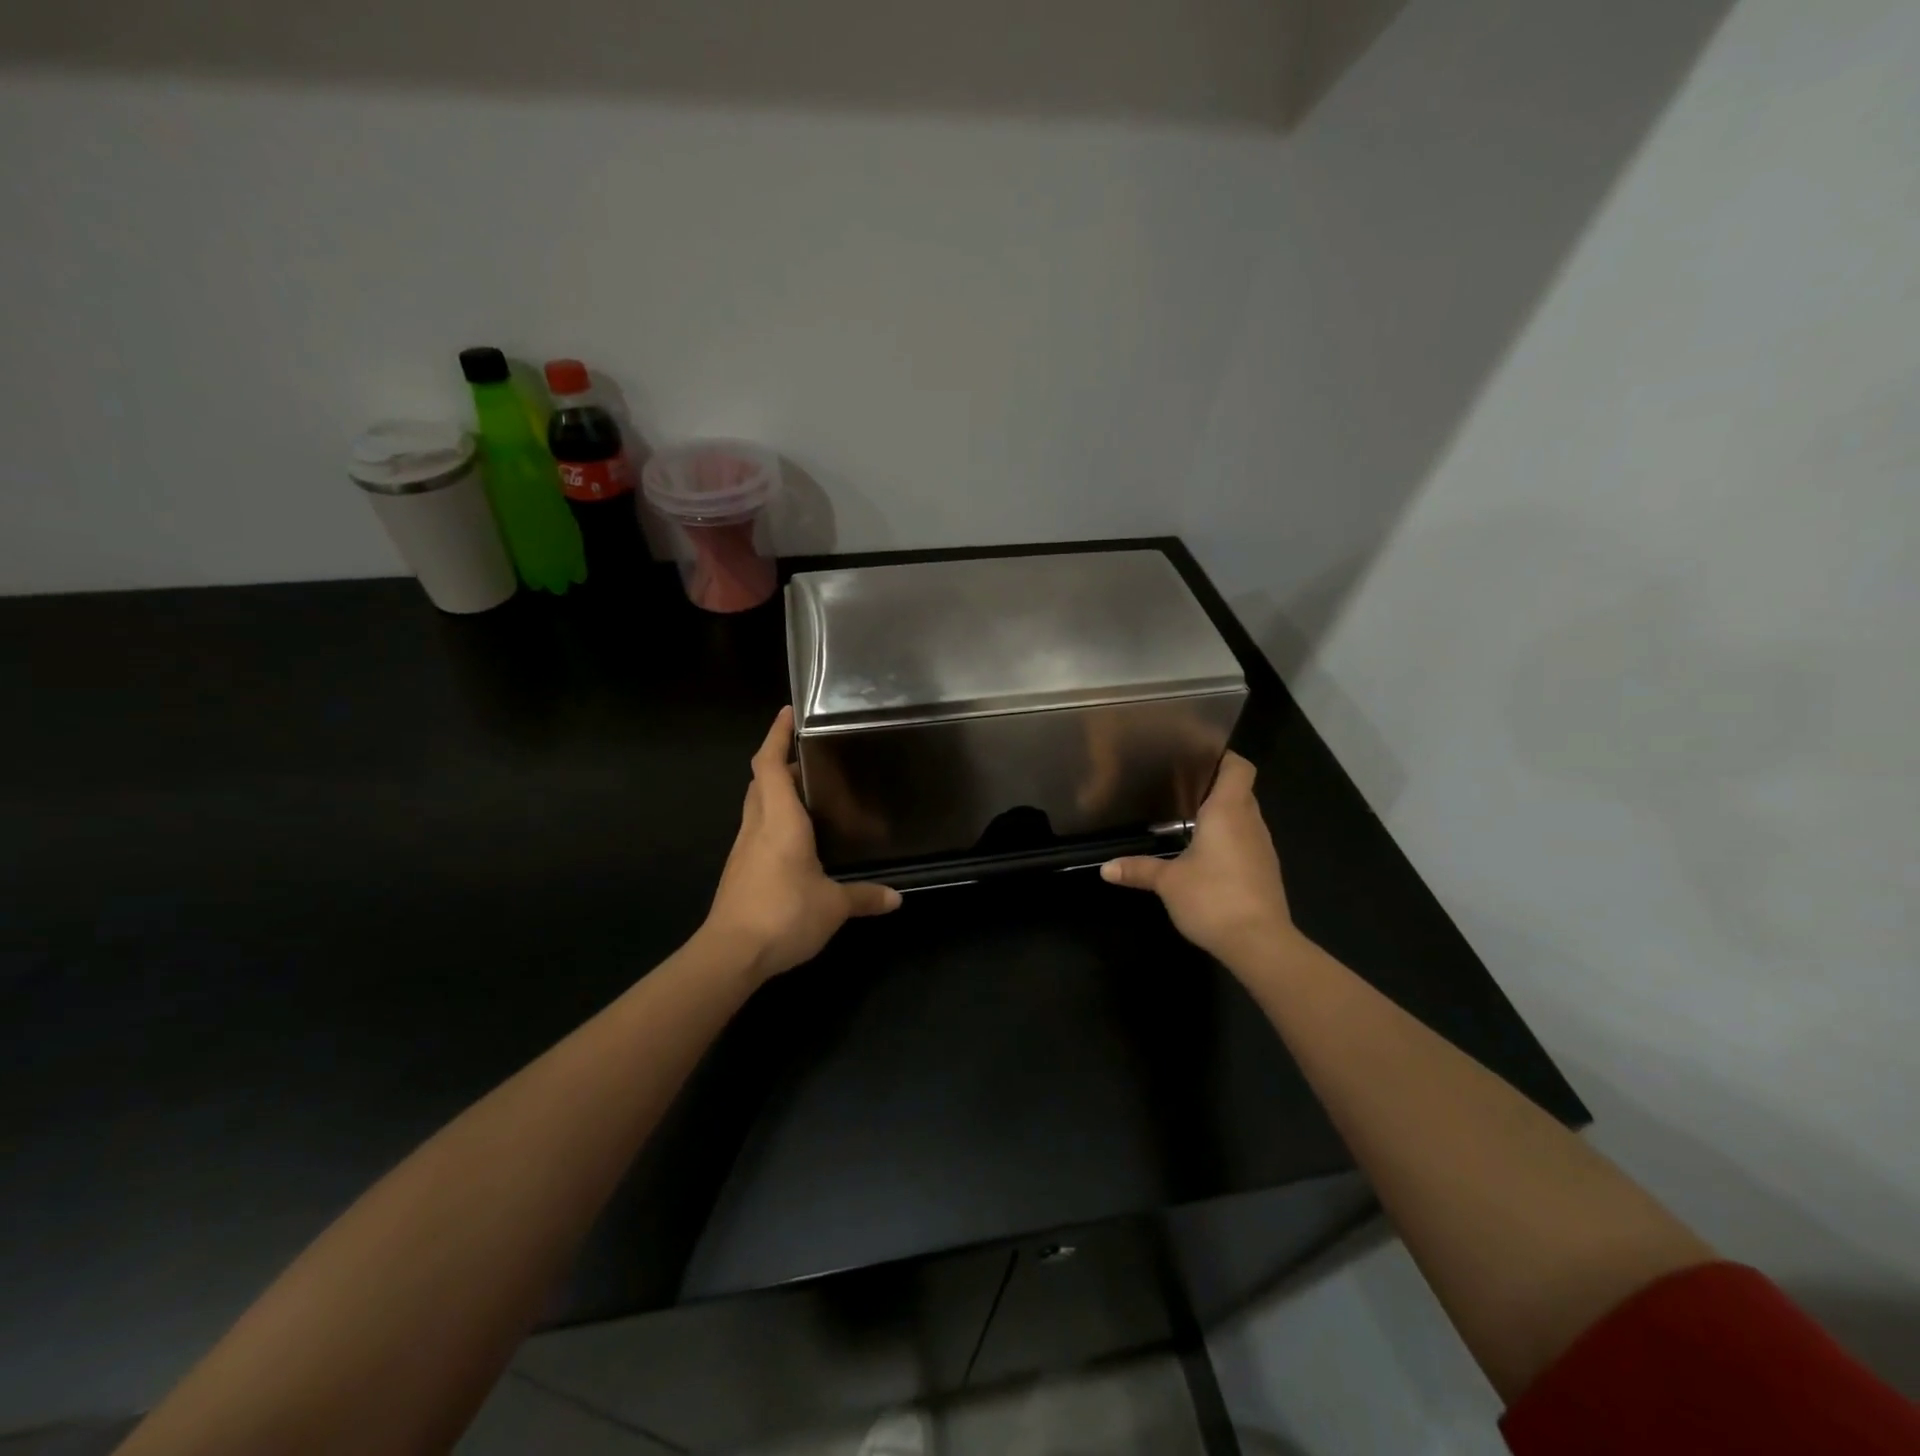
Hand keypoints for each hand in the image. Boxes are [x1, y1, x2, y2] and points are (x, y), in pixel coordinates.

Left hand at [703, 707, 901, 982]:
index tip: (788, 713)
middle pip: (760, 780)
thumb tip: (897, 898)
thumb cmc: (783, 914)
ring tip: (807, 790)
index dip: (776, 735)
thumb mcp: (833, 906)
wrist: (730, 955)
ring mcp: (743, 849)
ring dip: (775, 789)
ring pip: (756, 804)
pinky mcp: (739, 870)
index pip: (770, 764)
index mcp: (780, 821)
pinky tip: (795, 836)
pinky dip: (773, 818)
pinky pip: (756, 829)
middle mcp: (757, 826)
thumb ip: (864, 896)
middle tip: (810, 754)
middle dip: (780, 760)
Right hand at [1100, 752, 1300, 964]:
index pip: (1239, 767)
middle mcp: (1250, 822)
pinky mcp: (1266, 871)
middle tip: (1182, 789)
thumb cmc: (1213, 898)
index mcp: (1228, 811)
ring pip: (1245, 817)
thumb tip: (1106, 869)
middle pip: (1241, 790)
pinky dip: (1230, 840)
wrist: (1260, 943)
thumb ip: (1139, 869)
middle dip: (1216, 787)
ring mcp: (1263, 847)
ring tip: (1191, 821)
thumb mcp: (1168, 882)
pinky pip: (1248, 842)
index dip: (1224, 757)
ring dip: (1224, 816)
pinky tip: (1207, 856)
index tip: (1198, 758)